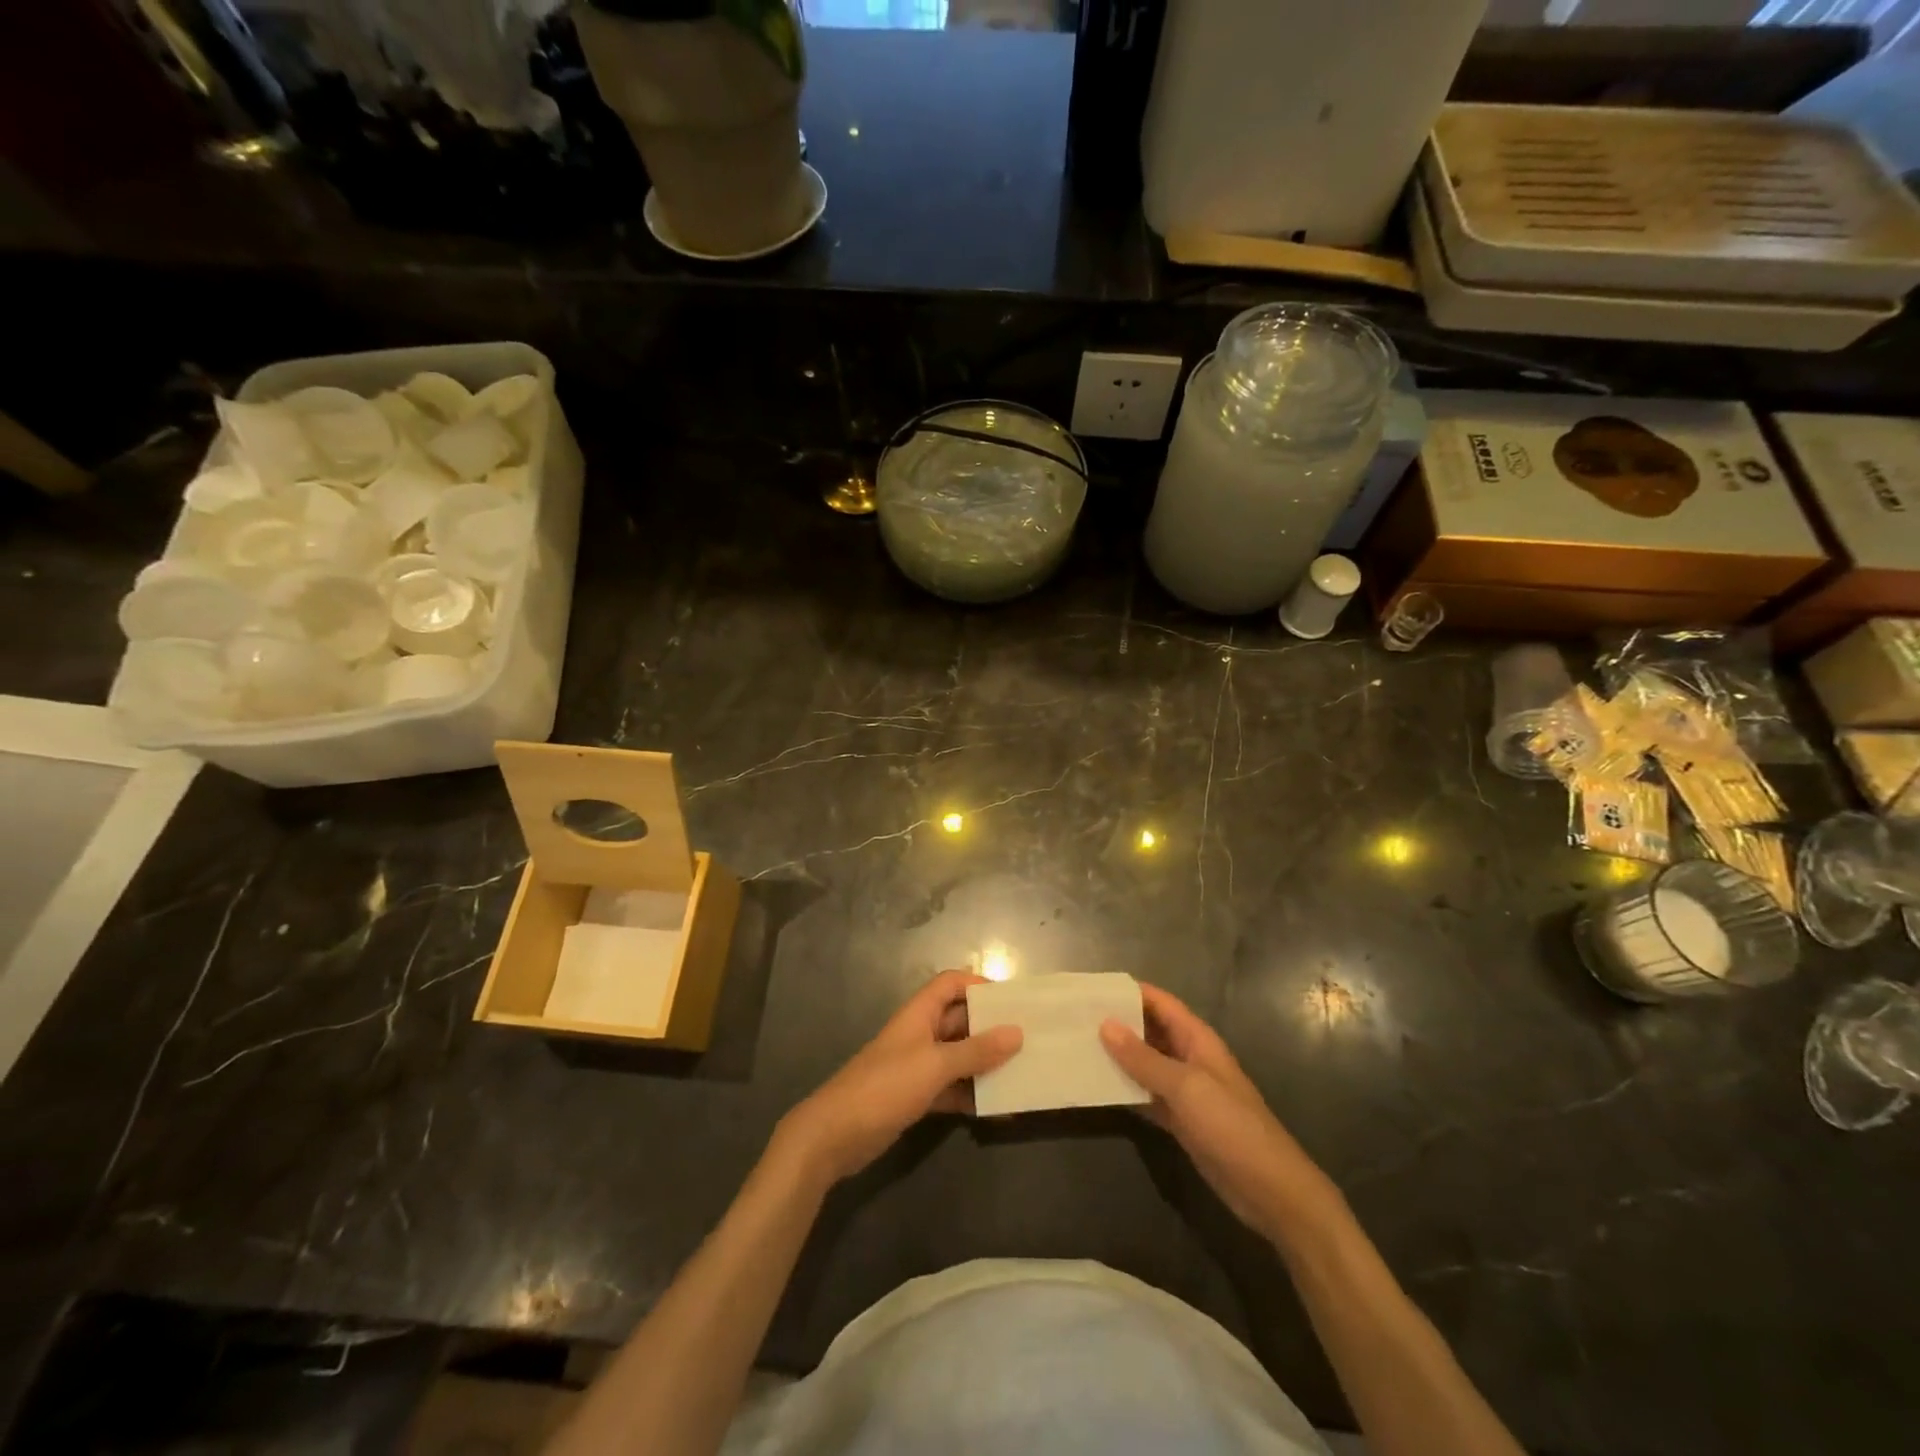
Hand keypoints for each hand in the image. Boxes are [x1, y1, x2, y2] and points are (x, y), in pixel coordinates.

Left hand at [776, 970, 1021, 1185]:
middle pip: (960, 1020)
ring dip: (986, 1064)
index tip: (1012, 1001)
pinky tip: (999, 1108)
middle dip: (991, 1028)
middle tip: (1030, 1038)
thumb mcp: (934, 1065)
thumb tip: (1017, 1032)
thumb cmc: (885, 1087)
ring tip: (1024, 1072)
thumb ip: (976, 1051)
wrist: (834, 1135)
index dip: (978, 985)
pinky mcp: (916, 1097)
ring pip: (959, 1057)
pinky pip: (952, 1088)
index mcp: (919, 1014)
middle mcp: (920, 1034)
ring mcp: (917, 1067)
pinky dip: (972, 1095)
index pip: (951, 984)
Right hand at [1101, 984, 1333, 1240]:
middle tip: (1074, 1018)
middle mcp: (1189, 1057)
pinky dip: (1125, 1090)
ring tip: (1077, 1047)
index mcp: (1197, 1039)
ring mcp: (1184, 1090)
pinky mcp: (1180, 1120)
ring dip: (1117, 1057)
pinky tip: (1096, 1088)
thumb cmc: (1231, 1126)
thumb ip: (1143, 1058)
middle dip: (1117, 1023)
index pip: (1159, 1002)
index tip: (1091, 989)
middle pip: (1149, 1030)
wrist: (1270, 1190)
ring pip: (1144, 1064)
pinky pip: (1146, 1095)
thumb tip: (1105, 1025)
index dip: (1128, 992)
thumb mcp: (1185, 1087)